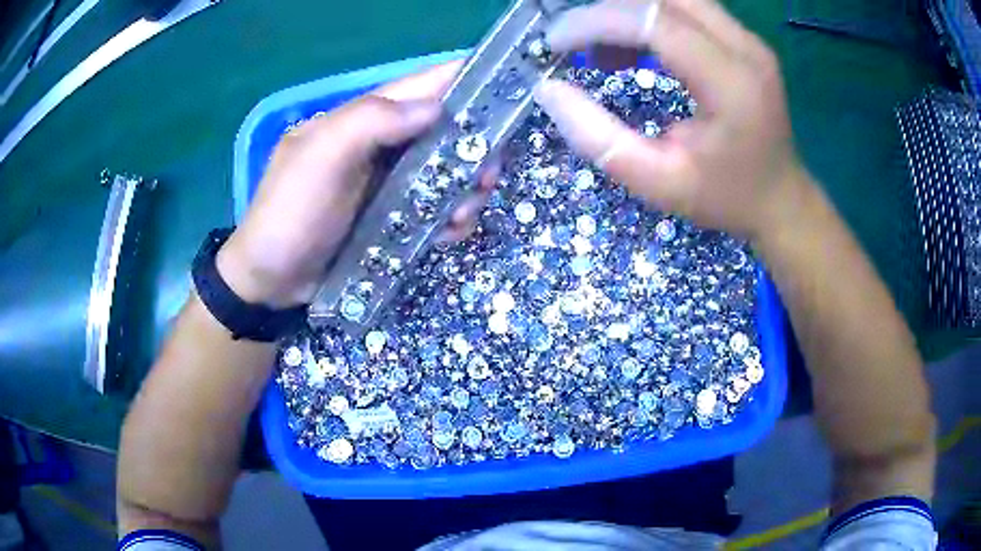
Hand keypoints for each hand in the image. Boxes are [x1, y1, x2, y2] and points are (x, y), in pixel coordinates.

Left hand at [217, 61, 493, 306]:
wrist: (270, 281)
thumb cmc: (289, 213)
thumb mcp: (319, 157)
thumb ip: (371, 121)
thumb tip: (437, 108)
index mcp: (365, 118)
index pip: (424, 85)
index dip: (466, 79)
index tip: (508, 88)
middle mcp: (384, 143)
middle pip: (447, 130)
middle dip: (475, 148)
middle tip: (487, 176)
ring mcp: (391, 182)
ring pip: (448, 171)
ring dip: (467, 189)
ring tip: (462, 215)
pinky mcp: (395, 218)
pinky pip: (436, 207)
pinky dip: (450, 218)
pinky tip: (448, 233)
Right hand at [534, 0, 807, 241]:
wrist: (781, 200)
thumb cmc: (725, 197)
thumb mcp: (658, 183)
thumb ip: (599, 138)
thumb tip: (549, 89)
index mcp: (732, 84)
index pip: (654, 21)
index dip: (596, 22)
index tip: (555, 43)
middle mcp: (745, 47)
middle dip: (607, 10)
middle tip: (573, 42)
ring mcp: (747, 38)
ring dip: (626, 12)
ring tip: (600, 53)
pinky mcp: (742, 39)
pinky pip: (685, 9)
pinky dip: (646, 19)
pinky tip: (629, 51)